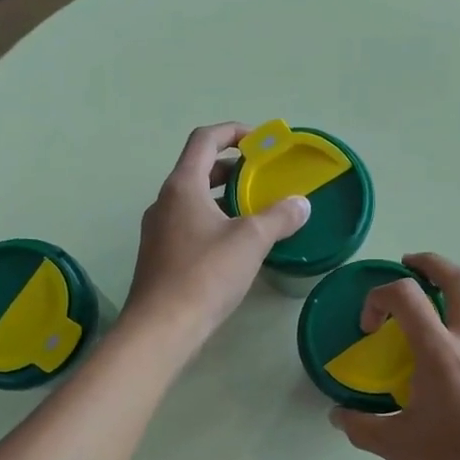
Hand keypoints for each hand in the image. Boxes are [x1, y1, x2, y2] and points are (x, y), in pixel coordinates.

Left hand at [125, 123, 309, 349]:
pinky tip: (233, 244)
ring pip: (192, 199)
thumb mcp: (250, 241)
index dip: (232, 131)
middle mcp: (164, 201)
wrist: (162, 327)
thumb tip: (301, 204)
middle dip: (230, 166)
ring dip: (221, 196)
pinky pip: (188, 224)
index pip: (204, 139)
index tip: (259, 141)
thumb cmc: (205, 275)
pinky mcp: (159, 256)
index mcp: (182, 186)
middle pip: (197, 168)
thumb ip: (279, 217)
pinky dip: (212, 220)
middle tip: (260, 176)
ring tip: (252, 209)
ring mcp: (158, 230)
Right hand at [331, 254, 459, 459]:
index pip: (406, 296)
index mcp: (441, 354)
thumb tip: (339, 416)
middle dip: (430, 264)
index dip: (379, 298)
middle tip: (410, 267)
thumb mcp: (400, 450)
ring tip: (439, 308)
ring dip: (459, 291)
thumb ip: (363, 427)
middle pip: (458, 278)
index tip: (370, 326)